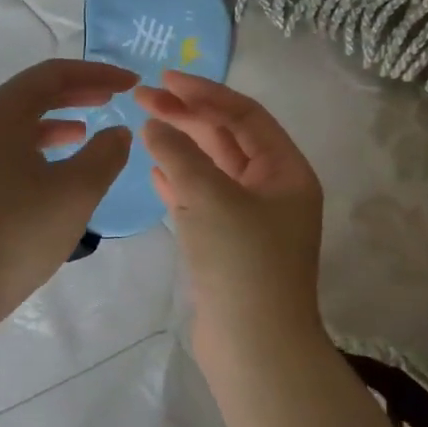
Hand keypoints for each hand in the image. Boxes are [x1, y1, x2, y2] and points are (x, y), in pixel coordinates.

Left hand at [0, 59, 135, 354]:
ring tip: (86, 131)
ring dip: (54, 121)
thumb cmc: (15, 233)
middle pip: (31, 94)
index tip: (131, 83)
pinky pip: (3, 148)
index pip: (54, 74)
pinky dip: (34, 147)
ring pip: (16, 123)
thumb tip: (117, 131)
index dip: (97, 74)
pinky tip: (52, 169)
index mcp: (0, 112)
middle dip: (76, 93)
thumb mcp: (74, 194)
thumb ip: (105, 155)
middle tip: (113, 97)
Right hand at [135, 72, 325, 353]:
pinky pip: (202, 200)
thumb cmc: (241, 262)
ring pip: (213, 169)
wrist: (254, 347)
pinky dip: (179, 182)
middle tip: (142, 98)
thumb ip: (179, 154)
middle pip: (227, 138)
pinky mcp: (228, 245)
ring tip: (144, 127)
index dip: (204, 92)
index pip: (244, 115)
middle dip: (186, 116)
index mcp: (285, 172)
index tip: (164, 79)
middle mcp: (273, 190)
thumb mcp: (210, 197)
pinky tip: (154, 172)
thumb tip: (154, 126)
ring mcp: (251, 219)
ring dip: (181, 146)